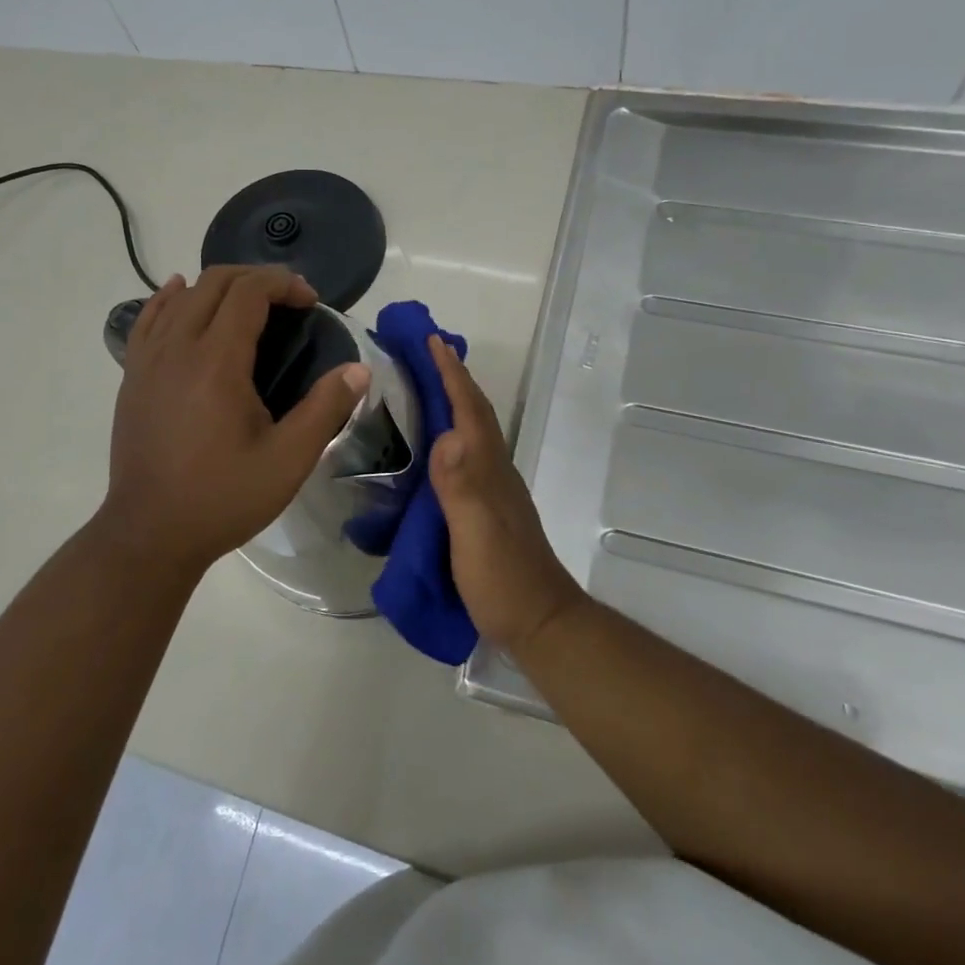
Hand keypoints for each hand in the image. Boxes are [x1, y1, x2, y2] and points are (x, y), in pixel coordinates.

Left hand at [98, 266, 370, 570]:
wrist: (149, 534)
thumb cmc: (223, 498)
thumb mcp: (288, 461)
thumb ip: (325, 409)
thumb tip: (359, 369)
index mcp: (216, 362)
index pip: (248, 292)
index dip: (283, 284)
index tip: (310, 302)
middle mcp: (177, 348)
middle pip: (215, 282)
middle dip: (257, 278)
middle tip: (288, 302)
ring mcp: (147, 360)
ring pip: (182, 295)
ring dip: (219, 286)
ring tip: (248, 302)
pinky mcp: (132, 376)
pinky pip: (149, 318)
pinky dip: (170, 297)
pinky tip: (180, 292)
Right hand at [426, 336, 588, 661]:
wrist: (539, 622)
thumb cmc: (504, 579)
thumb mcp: (476, 535)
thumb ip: (462, 487)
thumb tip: (445, 434)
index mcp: (489, 470)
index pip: (470, 412)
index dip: (452, 376)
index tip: (433, 342)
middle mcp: (494, 471)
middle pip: (474, 414)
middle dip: (453, 379)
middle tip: (425, 351)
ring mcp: (493, 490)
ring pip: (472, 432)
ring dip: (453, 402)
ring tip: (425, 385)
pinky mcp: (486, 509)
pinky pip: (465, 456)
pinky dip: (451, 434)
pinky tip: (434, 444)